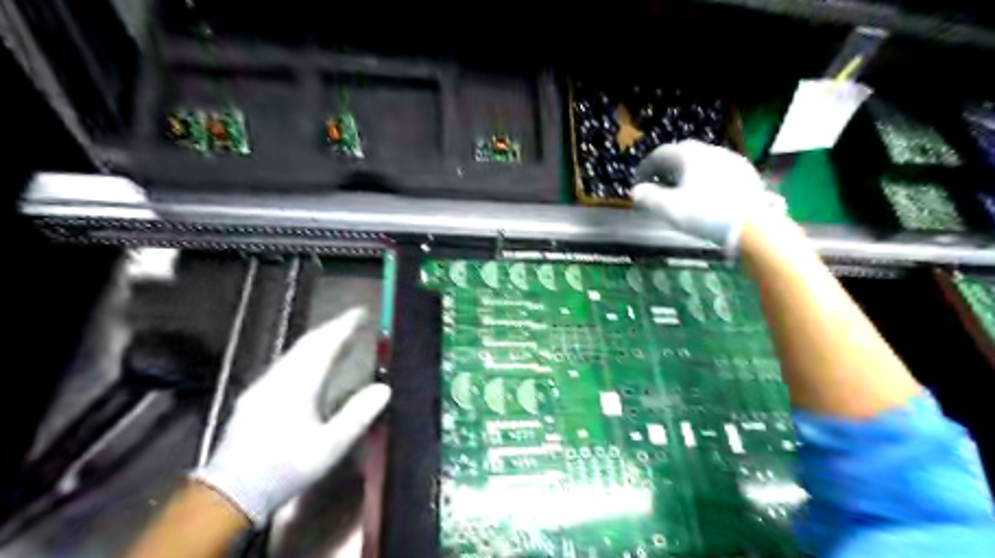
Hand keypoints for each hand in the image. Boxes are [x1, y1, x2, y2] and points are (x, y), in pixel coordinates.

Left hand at [189, 308, 387, 524]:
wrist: (229, 494)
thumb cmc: (285, 469)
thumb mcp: (330, 447)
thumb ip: (358, 415)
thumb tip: (384, 388)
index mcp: (298, 385)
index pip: (325, 345)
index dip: (344, 326)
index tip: (361, 312)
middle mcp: (279, 378)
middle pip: (308, 343)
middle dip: (332, 328)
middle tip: (353, 320)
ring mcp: (263, 386)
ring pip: (295, 352)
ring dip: (319, 340)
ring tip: (338, 337)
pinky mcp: (255, 397)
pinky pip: (286, 364)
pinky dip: (305, 355)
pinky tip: (311, 364)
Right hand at [628, 139, 775, 255]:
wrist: (752, 224)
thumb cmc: (706, 214)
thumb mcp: (670, 209)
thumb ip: (649, 198)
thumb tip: (636, 191)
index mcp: (689, 156)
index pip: (661, 153)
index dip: (646, 166)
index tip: (639, 180)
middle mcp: (709, 151)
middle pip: (683, 151)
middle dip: (667, 165)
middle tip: (658, 180)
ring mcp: (730, 159)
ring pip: (702, 159)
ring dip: (687, 169)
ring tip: (681, 186)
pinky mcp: (745, 172)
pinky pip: (718, 168)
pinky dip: (705, 175)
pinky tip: (706, 190)